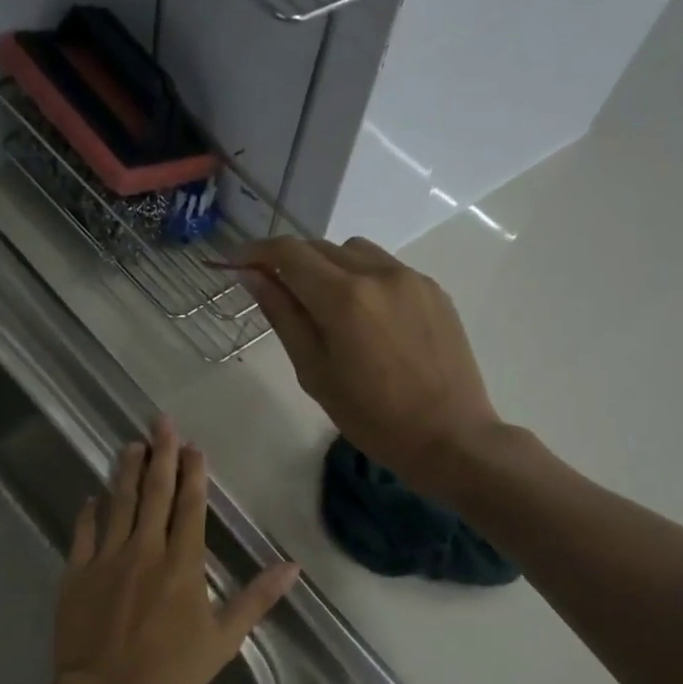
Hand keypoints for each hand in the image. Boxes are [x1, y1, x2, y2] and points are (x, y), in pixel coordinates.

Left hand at [44, 416, 298, 683]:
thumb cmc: (170, 672)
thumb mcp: (223, 640)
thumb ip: (256, 598)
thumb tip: (293, 566)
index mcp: (182, 564)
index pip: (190, 507)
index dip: (193, 473)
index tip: (193, 446)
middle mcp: (145, 550)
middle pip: (154, 493)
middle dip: (160, 455)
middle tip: (161, 422)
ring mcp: (107, 558)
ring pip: (118, 503)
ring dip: (126, 472)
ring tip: (131, 445)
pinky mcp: (77, 573)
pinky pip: (83, 533)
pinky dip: (89, 512)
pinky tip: (92, 497)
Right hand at [237, 236, 503, 495]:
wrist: (449, 436)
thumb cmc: (371, 417)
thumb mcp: (314, 372)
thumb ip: (283, 316)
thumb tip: (252, 276)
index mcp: (344, 298)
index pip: (288, 253)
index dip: (254, 251)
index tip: (234, 262)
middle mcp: (379, 273)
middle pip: (320, 247)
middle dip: (289, 262)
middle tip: (273, 292)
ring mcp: (411, 278)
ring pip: (354, 251)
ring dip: (327, 266)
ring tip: (323, 307)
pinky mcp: (434, 290)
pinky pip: (385, 268)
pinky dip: (362, 278)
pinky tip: (365, 319)